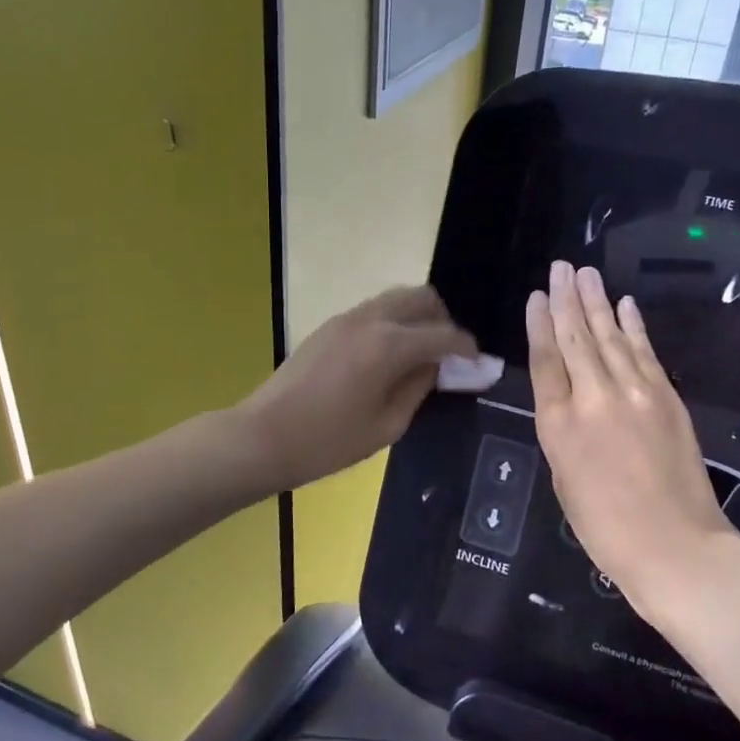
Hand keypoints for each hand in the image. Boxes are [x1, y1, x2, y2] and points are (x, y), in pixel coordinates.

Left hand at [237, 286, 478, 491]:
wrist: (262, 436)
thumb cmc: (328, 442)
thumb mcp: (386, 426)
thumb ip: (418, 389)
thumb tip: (435, 367)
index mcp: (389, 345)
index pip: (443, 334)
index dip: (466, 347)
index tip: (477, 362)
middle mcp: (371, 319)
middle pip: (421, 298)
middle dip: (443, 321)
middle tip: (448, 354)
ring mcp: (346, 318)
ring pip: (396, 298)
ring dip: (417, 317)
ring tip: (420, 353)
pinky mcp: (329, 325)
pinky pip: (374, 310)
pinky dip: (393, 321)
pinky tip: (390, 355)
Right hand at [527, 262, 735, 623]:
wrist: (675, 546)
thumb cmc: (605, 527)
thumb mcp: (564, 480)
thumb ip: (563, 432)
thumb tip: (570, 400)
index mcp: (558, 425)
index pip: (545, 360)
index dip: (540, 324)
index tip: (538, 295)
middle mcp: (594, 399)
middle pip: (576, 338)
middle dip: (567, 300)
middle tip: (560, 266)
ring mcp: (635, 394)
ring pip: (610, 337)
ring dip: (597, 302)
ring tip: (585, 273)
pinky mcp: (667, 397)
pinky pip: (645, 352)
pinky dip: (634, 326)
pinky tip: (624, 305)